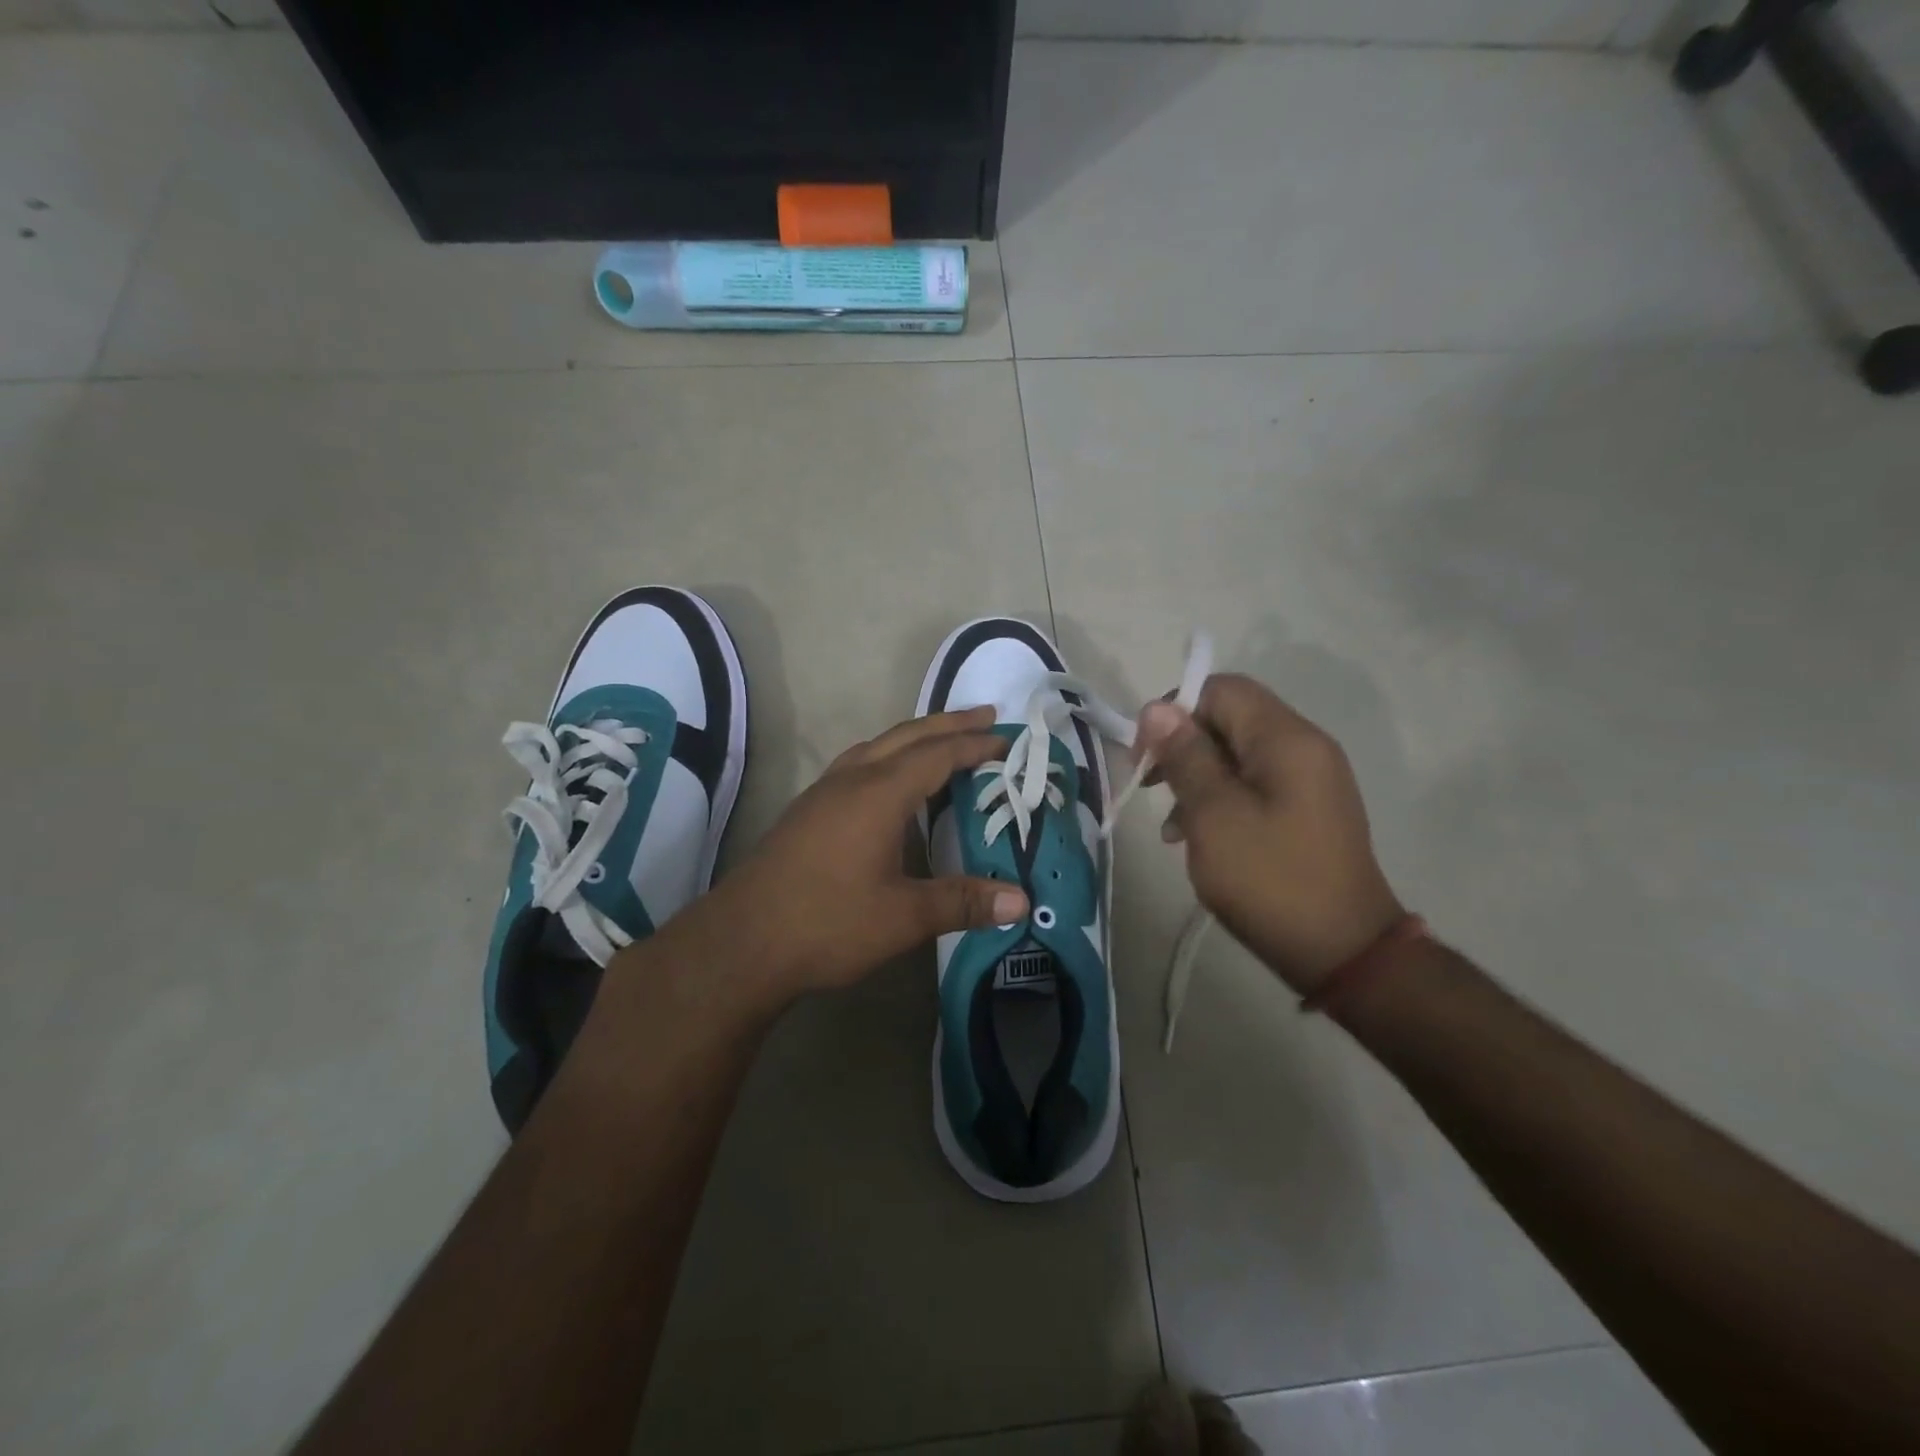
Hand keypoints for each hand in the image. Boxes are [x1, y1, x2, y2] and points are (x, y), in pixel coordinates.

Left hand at [661, 707, 1027, 1006]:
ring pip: (878, 745)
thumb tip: (1020, 900)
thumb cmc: (828, 923)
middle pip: (907, 736)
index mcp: (880, 794)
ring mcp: (824, 792)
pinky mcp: (807, 810)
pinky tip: (888, 781)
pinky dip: (888, 756)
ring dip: (915, 737)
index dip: (975, 745)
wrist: (742, 942)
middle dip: (948, 724)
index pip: (938, 755)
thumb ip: (963, 903)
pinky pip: (858, 763)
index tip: (1007, 738)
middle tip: (986, 717)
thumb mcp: (903, 917)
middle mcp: (852, 780)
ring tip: (943, 742)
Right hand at [1136, 675, 1402, 993]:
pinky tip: (1196, 838)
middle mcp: (1304, 747)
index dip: (1174, 710)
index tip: (1146, 754)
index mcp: (1286, 739)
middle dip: (1183, 747)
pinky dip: (1220, 800)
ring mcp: (1309, 780)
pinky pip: (1253, 785)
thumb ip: (1185, 756)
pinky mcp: (1306, 810)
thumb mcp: (1213, 815)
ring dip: (1197, 778)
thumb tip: (1157, 708)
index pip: (1222, 689)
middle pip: (1229, 719)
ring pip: (1236, 754)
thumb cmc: (1270, 879)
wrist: (1343, 953)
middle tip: (1151, 788)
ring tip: (1171, 825)